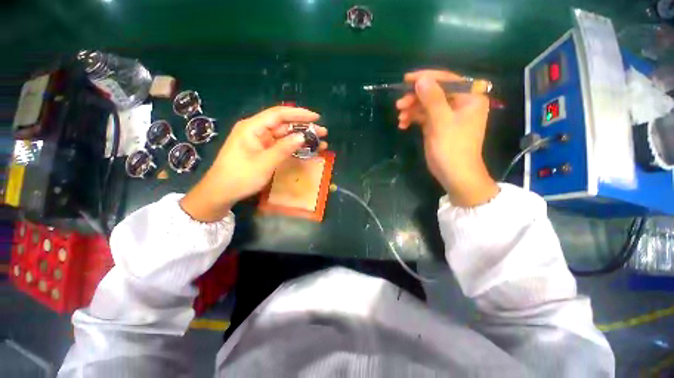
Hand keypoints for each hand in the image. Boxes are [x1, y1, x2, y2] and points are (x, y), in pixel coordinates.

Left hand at [180, 106, 326, 221]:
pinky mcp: (263, 151)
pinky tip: (306, 149)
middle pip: (284, 124)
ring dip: (301, 138)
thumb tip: (303, 137)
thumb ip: (284, 148)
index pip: (279, 114)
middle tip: (322, 132)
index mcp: (252, 127)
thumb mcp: (264, 163)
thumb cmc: (240, 176)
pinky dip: (294, 147)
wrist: (221, 192)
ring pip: (284, 136)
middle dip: (304, 127)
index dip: (299, 114)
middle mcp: (257, 131)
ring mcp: (260, 142)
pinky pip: (281, 146)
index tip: (316, 117)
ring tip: (320, 142)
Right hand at [396, 70, 497, 206]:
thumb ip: (432, 98)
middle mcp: (460, 103)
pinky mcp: (439, 126)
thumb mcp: (442, 122)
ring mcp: (449, 115)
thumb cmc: (452, 148)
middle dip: (416, 98)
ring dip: (412, 109)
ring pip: (427, 105)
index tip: (406, 80)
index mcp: (470, 97)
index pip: (447, 79)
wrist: (454, 174)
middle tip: (399, 105)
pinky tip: (403, 124)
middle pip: (435, 92)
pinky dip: (414, 118)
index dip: (426, 78)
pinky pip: (425, 116)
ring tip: (400, 117)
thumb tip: (421, 79)